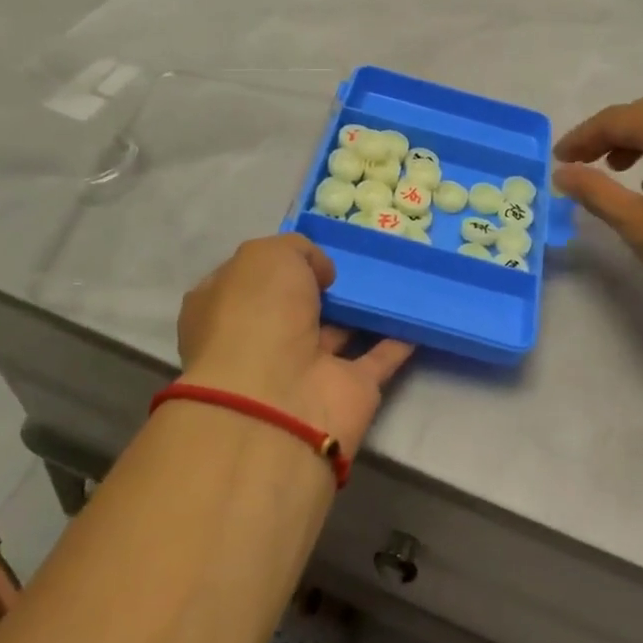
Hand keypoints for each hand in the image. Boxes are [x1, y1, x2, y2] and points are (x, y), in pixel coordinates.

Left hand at [177, 235, 413, 452]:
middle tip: (358, 257)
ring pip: (339, 330)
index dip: (277, 261)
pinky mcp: (347, 390)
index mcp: (225, 307)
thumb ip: (298, 251)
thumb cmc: (257, 315)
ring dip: (362, 309)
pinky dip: (398, 339)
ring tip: (396, 277)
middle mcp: (261, 339)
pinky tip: (418, 313)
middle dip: (322, 285)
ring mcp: (304, 368)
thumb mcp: (267, 255)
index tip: (312, 245)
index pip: (249, 278)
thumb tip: (322, 274)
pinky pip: (378, 357)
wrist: (277, 398)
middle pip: (297, 305)